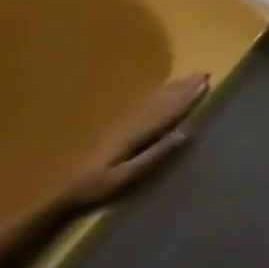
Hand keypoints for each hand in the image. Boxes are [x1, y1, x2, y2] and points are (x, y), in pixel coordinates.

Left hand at [64, 74, 208, 207]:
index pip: (168, 111)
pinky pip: (139, 108)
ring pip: (150, 102)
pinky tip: (159, 93)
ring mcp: (121, 126)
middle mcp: (130, 125)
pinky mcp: (114, 131)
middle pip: (160, 102)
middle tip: (203, 72)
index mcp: (137, 134)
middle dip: (183, 87)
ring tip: (188, 77)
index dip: (189, 96)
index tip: (207, 82)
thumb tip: (187, 130)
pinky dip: (154, 97)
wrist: (61, 194)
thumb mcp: (130, 174)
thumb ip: (157, 153)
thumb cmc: (100, 186)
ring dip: (171, 89)